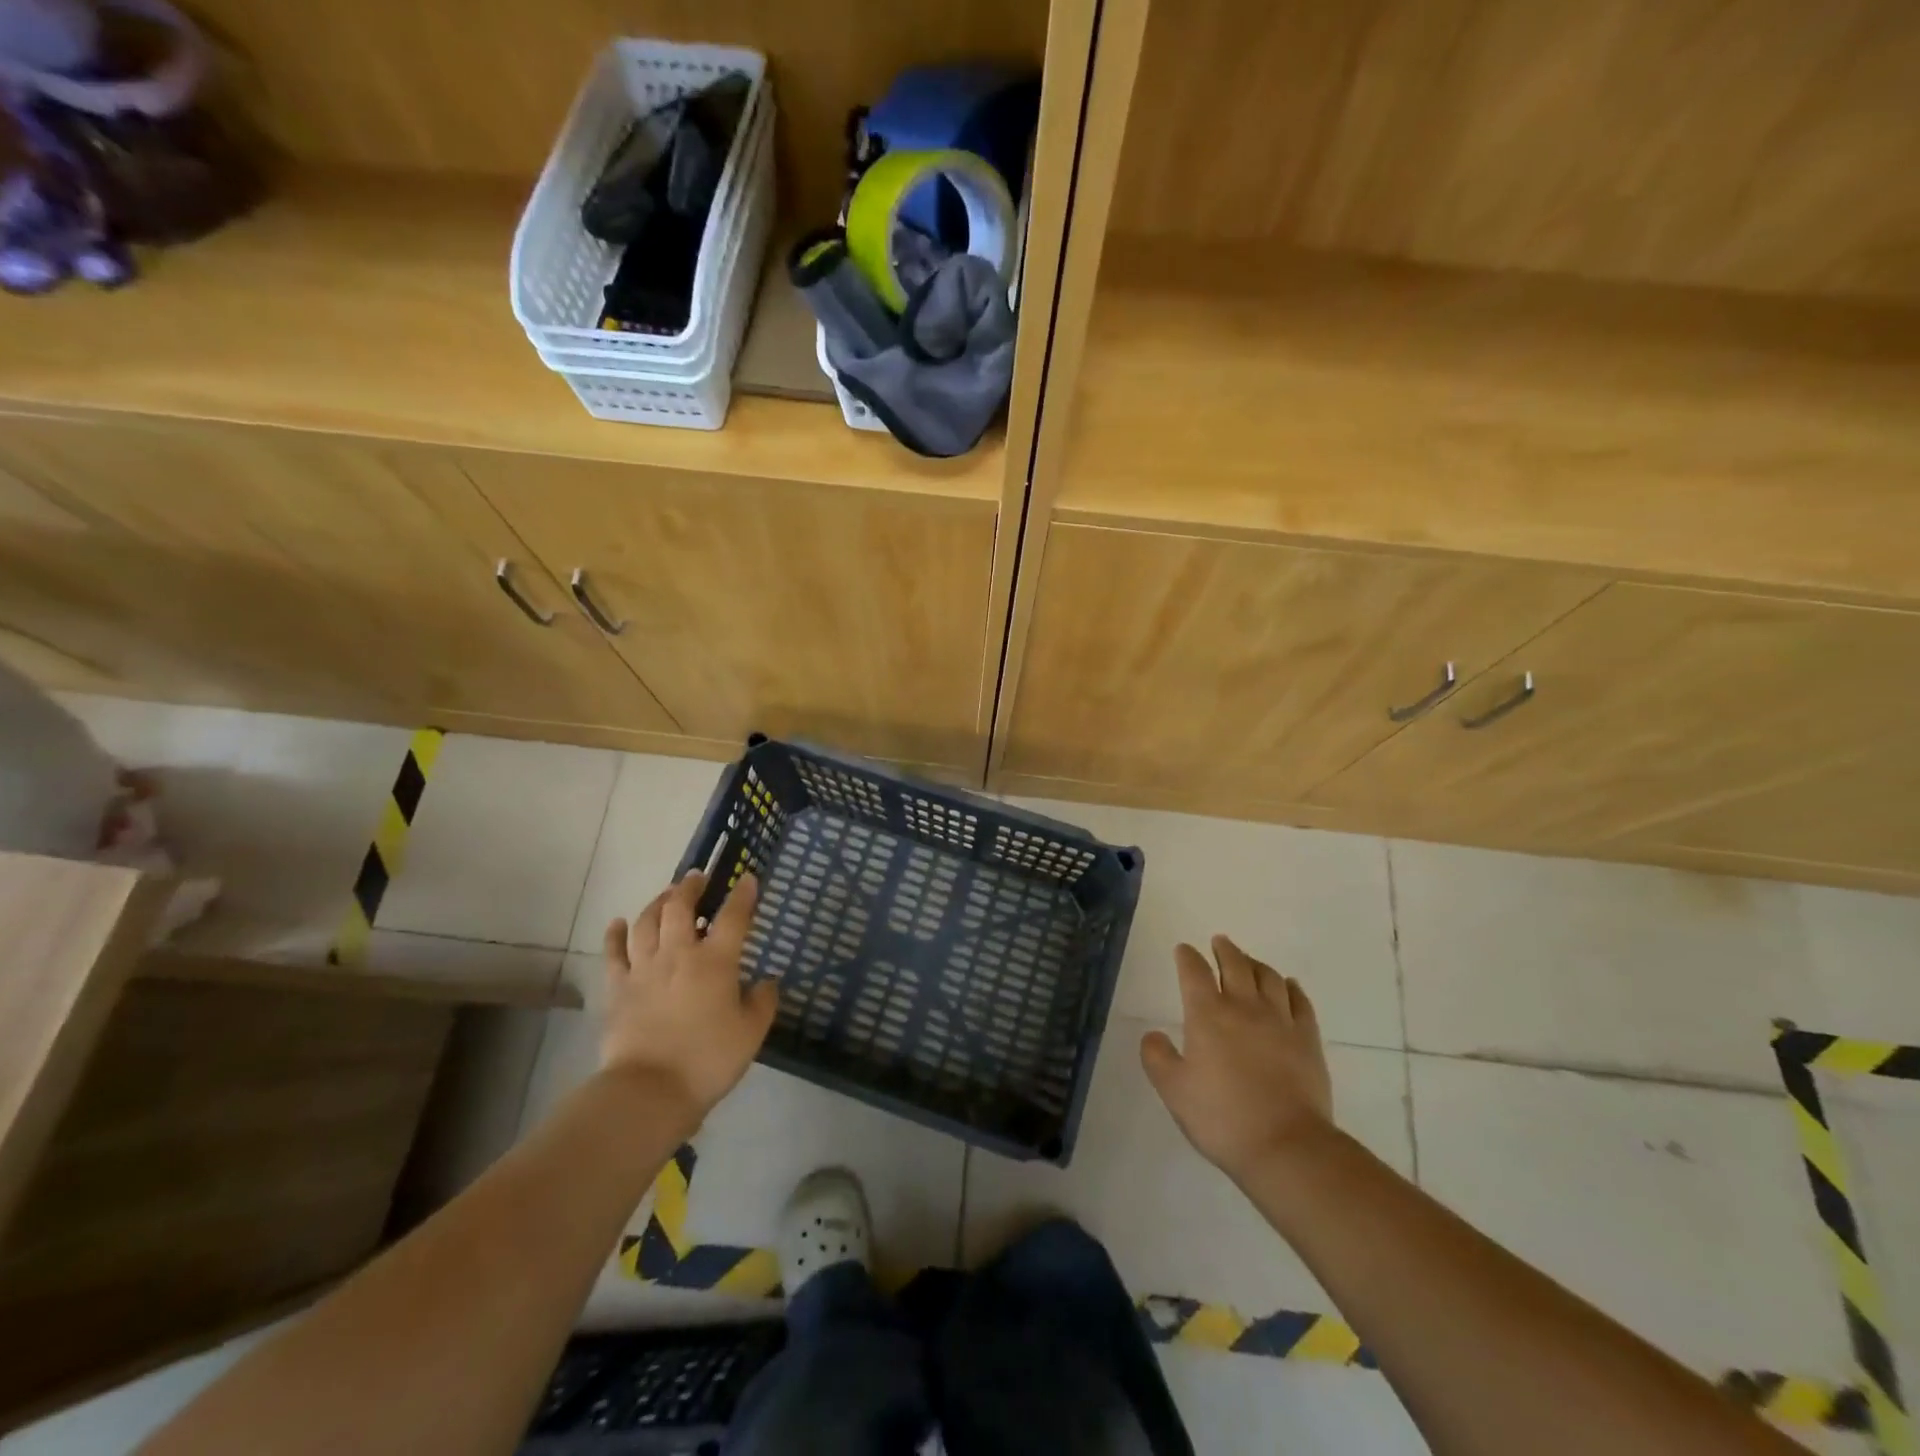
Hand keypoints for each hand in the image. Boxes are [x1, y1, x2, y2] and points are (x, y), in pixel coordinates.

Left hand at [600, 872, 778, 1128]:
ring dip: (657, 902)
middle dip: (690, 887)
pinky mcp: (618, 988)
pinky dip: (615, 933)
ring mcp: (644, 968)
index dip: (742, 894)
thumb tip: (767, 981)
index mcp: (716, 961)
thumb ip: (762, 1002)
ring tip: (667, 894)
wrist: (650, 1090)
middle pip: (680, 907)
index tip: (748, 878)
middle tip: (697, 878)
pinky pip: (613, 952)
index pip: (733, 916)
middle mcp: (678, 954)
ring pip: (646, 921)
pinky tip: (618, 922)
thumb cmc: (708, 1060)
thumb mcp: (751, 1033)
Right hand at [1140, 936, 1334, 1181]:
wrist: (1286, 1146)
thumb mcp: (1173, 1090)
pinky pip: (1301, 1002)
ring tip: (1249, 961)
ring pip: (1269, 977)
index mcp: (1207, 1015)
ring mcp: (1280, 1021)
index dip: (1187, 957)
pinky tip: (1289, 985)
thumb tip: (1154, 1035)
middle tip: (1219, 942)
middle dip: (1224, 950)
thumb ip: (1157, 1057)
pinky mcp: (1308, 1040)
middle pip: (1235, 964)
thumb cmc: (1222, 1118)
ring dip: (1256, 963)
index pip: (1194, 972)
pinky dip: (1292, 988)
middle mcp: (1244, 1007)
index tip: (1183, 950)